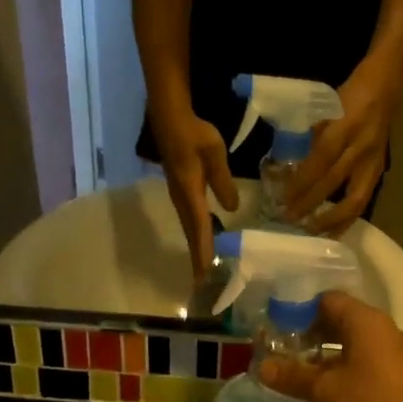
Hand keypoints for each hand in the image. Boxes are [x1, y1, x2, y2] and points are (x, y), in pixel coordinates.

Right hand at [156, 114, 239, 276]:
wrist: (170, 119)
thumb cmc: (194, 134)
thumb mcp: (214, 154)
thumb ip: (224, 181)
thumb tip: (232, 209)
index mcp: (190, 194)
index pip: (199, 228)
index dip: (204, 251)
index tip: (206, 274)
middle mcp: (182, 200)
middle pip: (191, 234)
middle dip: (198, 258)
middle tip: (204, 282)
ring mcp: (179, 196)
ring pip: (189, 228)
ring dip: (196, 248)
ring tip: (204, 268)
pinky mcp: (180, 191)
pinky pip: (189, 219)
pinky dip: (196, 234)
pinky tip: (204, 238)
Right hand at [259, 293, 402, 401]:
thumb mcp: (326, 392)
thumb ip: (293, 376)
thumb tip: (262, 367)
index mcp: (366, 322)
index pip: (328, 300)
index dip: (299, 310)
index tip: (275, 328)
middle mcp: (383, 331)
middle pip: (341, 322)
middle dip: (310, 336)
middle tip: (280, 352)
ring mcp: (394, 356)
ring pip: (353, 346)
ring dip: (325, 357)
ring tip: (296, 374)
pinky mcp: (399, 380)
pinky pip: (365, 365)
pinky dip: (343, 372)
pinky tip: (324, 392)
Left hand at [283, 63, 397, 235]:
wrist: (386, 87)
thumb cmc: (349, 96)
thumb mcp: (325, 108)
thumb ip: (309, 137)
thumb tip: (284, 167)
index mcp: (346, 126)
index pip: (320, 159)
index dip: (301, 182)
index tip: (283, 198)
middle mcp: (361, 147)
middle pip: (333, 182)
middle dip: (309, 203)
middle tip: (288, 218)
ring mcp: (373, 162)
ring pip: (354, 200)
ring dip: (331, 219)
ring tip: (310, 231)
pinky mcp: (379, 172)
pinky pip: (362, 202)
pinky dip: (346, 219)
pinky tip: (332, 231)